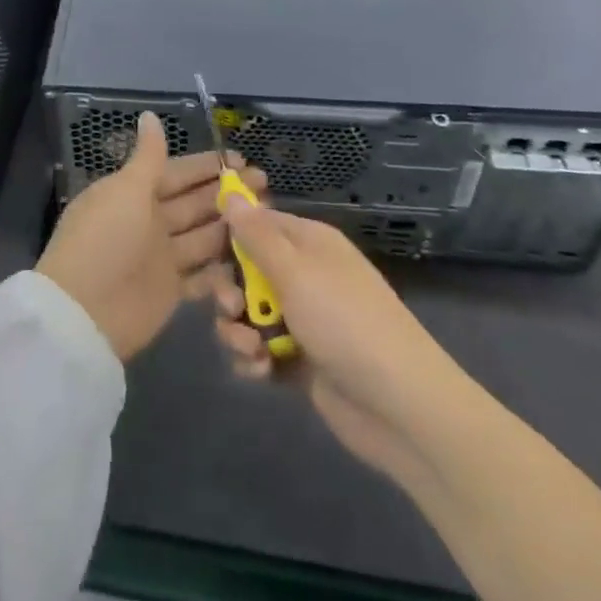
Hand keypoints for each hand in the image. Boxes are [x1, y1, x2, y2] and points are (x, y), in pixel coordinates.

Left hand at [37, 112, 267, 361]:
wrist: (85, 311)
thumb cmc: (106, 239)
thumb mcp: (126, 189)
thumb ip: (148, 156)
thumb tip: (150, 115)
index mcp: (133, 193)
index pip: (176, 172)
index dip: (206, 166)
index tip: (241, 159)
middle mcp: (148, 222)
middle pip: (193, 203)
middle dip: (226, 192)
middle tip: (264, 184)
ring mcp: (160, 257)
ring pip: (202, 236)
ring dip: (230, 226)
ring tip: (267, 215)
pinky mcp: (171, 291)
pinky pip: (203, 274)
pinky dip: (223, 267)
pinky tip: (252, 256)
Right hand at [212, 206, 451, 470]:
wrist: (400, 407)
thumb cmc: (345, 322)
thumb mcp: (296, 271)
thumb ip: (256, 235)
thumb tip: (231, 194)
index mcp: (309, 243)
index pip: (257, 224)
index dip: (227, 236)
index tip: (201, 251)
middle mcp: (305, 274)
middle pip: (246, 270)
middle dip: (229, 290)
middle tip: (230, 308)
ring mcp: (304, 318)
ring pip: (249, 312)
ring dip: (238, 330)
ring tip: (249, 350)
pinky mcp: (300, 358)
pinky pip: (260, 348)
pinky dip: (254, 358)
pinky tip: (259, 371)